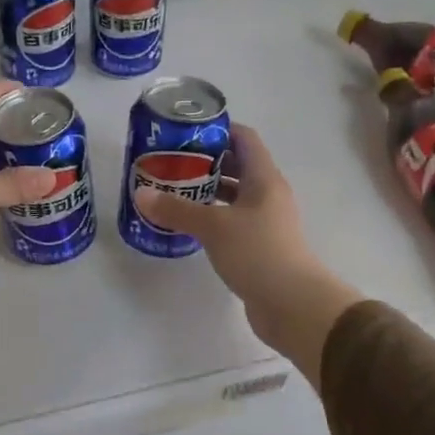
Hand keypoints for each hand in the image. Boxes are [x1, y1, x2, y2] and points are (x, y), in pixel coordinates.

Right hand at [133, 125, 362, 387]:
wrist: (293, 305)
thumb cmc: (258, 253)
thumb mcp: (213, 227)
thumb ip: (177, 209)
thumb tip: (141, 193)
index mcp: (264, 178)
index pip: (244, 138)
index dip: (217, 130)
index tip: (185, 132)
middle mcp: (268, 194)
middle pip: (238, 165)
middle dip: (205, 161)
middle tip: (171, 162)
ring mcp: (266, 221)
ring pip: (234, 196)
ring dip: (208, 191)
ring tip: (173, 190)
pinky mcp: (260, 246)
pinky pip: (233, 221)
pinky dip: (212, 217)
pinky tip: (189, 224)